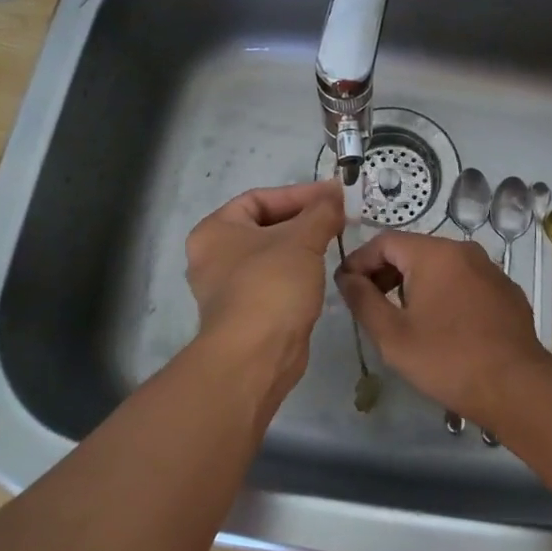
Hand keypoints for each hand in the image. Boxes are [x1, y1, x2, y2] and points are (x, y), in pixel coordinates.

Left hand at [185, 180, 344, 400]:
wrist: (256, 356)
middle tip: (338, 217)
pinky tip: (321, 270)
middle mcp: (213, 256)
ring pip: (270, 255)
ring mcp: (226, 288)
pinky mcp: (244, 313)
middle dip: (303, 219)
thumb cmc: (272, 286)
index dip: (299, 194)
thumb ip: (321, 212)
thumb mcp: (302, 239)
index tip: (333, 196)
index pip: (259, 198)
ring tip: (335, 239)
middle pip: (264, 225)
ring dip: (302, 245)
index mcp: (215, 230)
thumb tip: (335, 194)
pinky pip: (273, 280)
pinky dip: (296, 272)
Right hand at [335, 231, 551, 432]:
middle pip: (413, 250)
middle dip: (386, 273)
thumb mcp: (392, 335)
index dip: (360, 261)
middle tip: (369, 304)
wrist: (516, 387)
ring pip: (440, 266)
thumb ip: (363, 300)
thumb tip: (347, 277)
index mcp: (434, 253)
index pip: (384, 241)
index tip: (345, 287)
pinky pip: (464, 282)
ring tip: (402, 317)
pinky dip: (444, 294)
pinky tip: (441, 326)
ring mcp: (489, 269)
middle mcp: (464, 250)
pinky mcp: (505, 291)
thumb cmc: (447, 359)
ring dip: (415, 284)